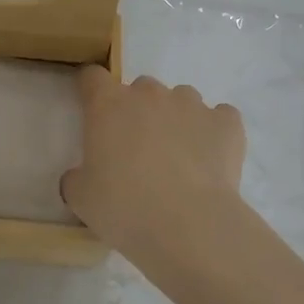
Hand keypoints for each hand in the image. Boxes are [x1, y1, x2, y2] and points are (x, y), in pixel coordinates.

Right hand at [61, 68, 245, 257]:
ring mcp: (191, 105)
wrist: (189, 226)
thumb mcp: (81, 197)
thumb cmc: (124, 208)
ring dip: (176, 118)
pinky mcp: (226, 123)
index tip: (94, 112)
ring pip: (181, 99)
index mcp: (108, 105)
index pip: (93, 77)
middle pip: (141, 88)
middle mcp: (149, 94)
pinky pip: (220, 117)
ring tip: (179, 157)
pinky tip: (211, 159)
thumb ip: (77, 177)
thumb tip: (81, 176)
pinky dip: (214, 132)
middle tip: (138, 149)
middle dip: (138, 111)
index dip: (92, 91)